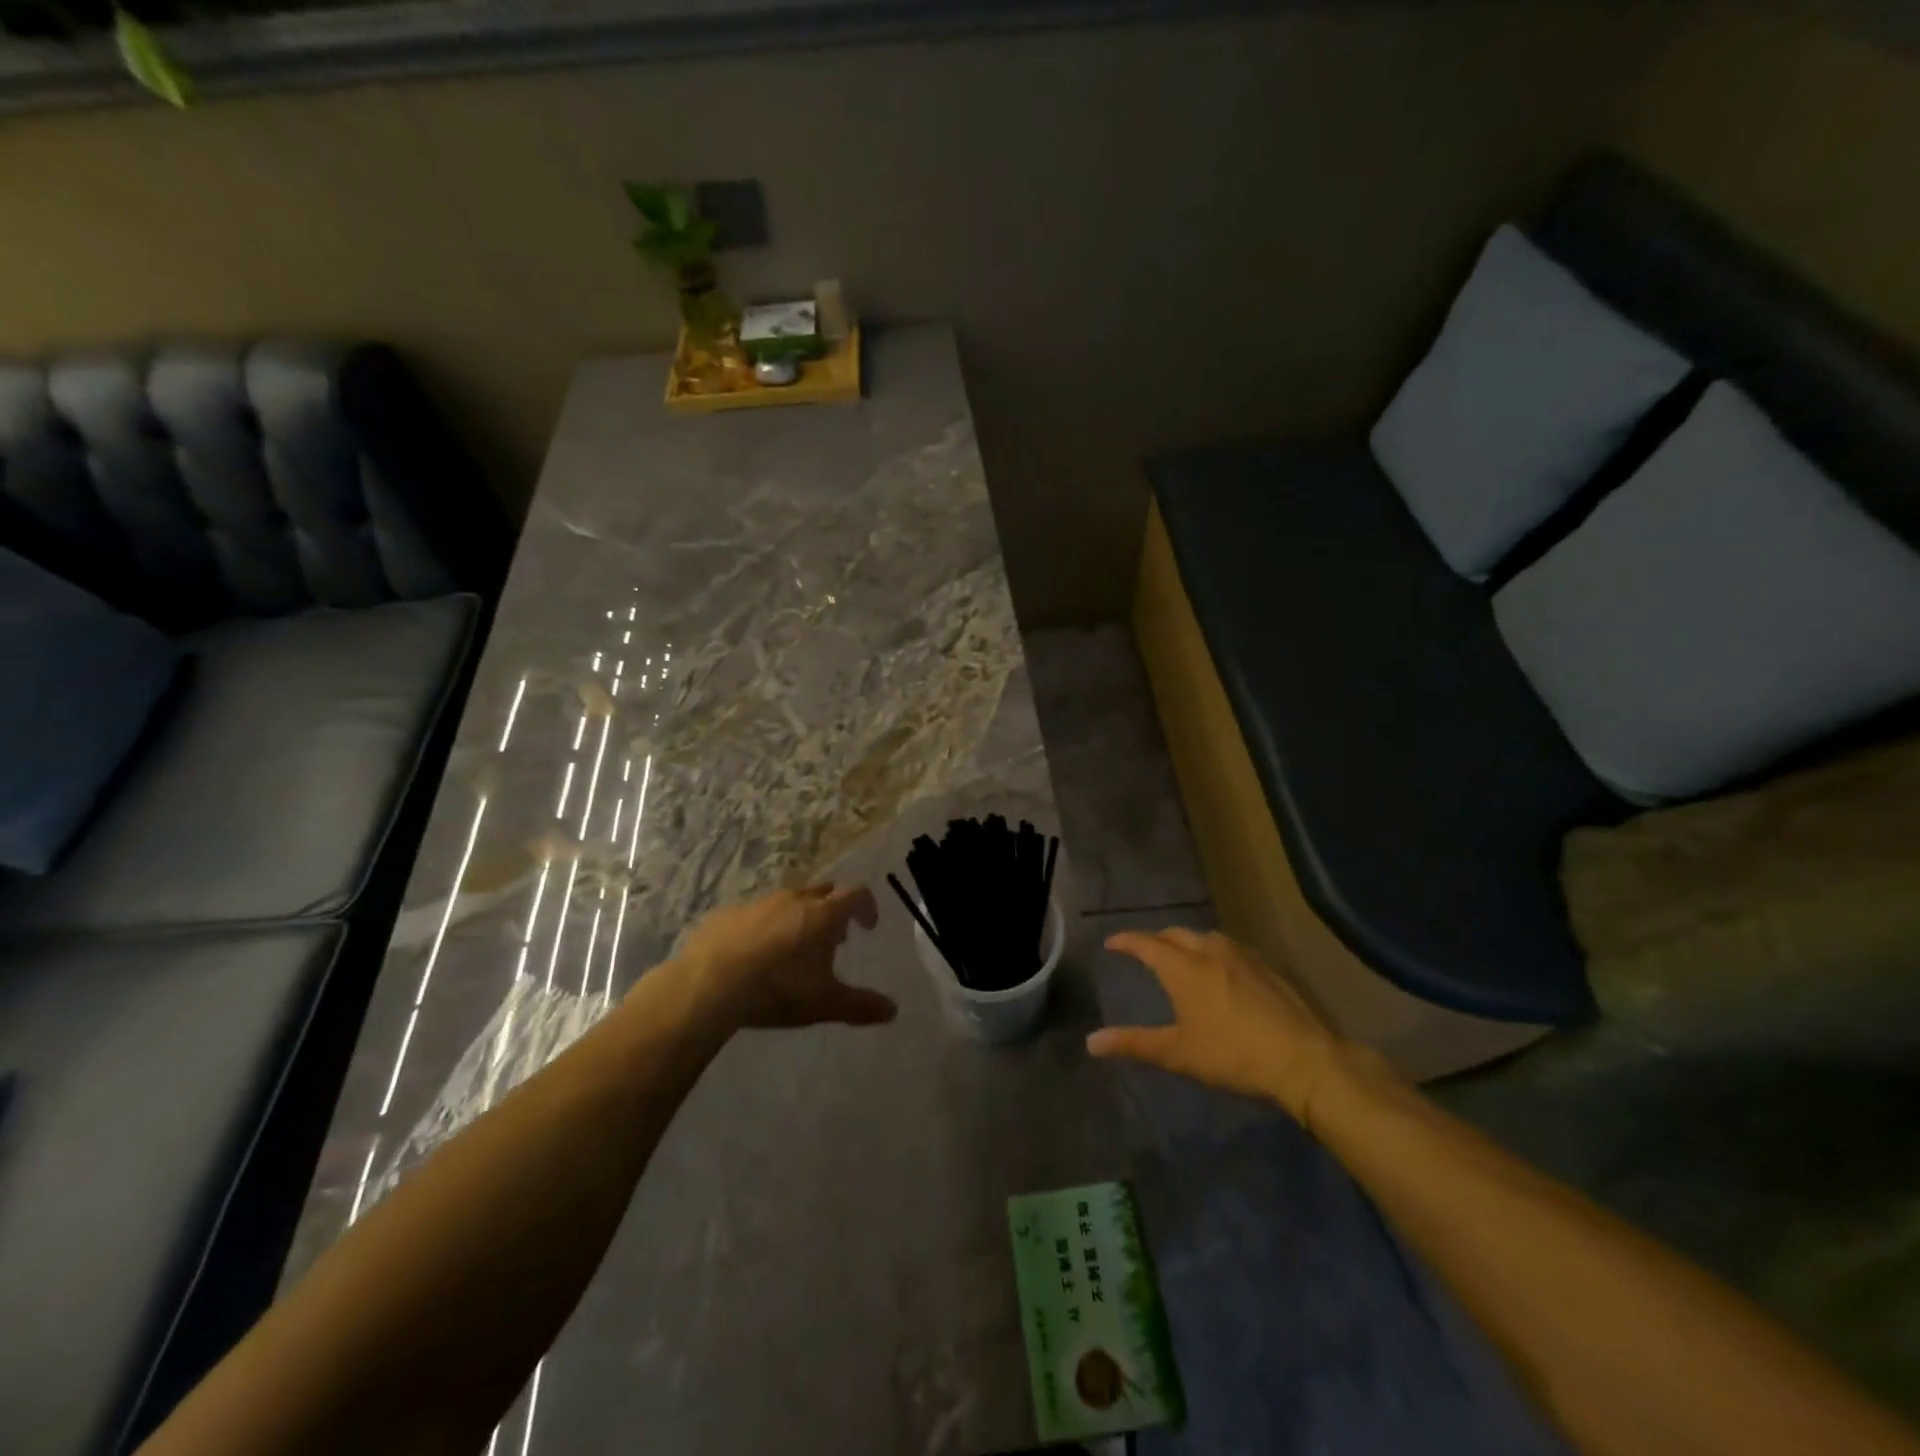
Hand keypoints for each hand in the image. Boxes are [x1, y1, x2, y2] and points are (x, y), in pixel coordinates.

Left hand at [673, 884, 895, 1031]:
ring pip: (788, 900)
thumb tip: (893, 1011)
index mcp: (822, 914)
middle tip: (832, 939)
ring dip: (798, 916)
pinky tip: (754, 953)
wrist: (708, 985)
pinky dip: (764, 926)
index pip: (856, 894)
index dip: (867, 907)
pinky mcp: (728, 913)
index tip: (867, 927)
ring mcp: (758, 903)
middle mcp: (794, 899)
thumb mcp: (823, 1003)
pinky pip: (755, 913)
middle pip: (823, 892)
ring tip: (793, 948)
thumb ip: (859, 1005)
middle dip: (833, 910)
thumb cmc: (776, 989)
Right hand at [1087, 927, 1349, 1123]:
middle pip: (1176, 935)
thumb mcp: (1178, 1053)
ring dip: (1187, 943)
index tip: (1111, 943)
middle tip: (1145, 952)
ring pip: (1206, 938)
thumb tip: (1091, 1042)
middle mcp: (1210, 951)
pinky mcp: (1268, 968)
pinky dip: (1214, 952)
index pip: (1146, 944)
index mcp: (1184, 968)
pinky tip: (1222, 972)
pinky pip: (1231, 949)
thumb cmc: (1232, 1054)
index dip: (1126, 941)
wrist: (1303, 1059)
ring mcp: (1243, 957)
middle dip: (1157, 939)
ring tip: (1182, 957)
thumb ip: (1134, 1043)